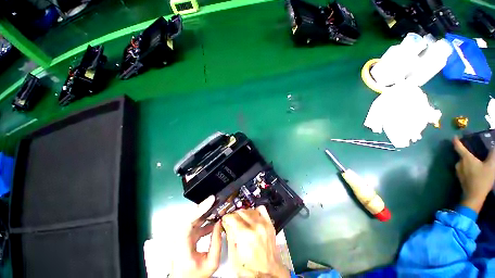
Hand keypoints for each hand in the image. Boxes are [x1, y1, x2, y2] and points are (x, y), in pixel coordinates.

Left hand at [171, 196, 221, 277]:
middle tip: (215, 201)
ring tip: (216, 209)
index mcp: (183, 246)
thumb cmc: (195, 275)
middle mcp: (179, 239)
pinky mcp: (185, 236)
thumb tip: (219, 223)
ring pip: (193, 219)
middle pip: (191, 217)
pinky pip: (195, 224)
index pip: (189, 221)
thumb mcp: (211, 262)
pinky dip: (204, 220)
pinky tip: (212, 221)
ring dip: (205, 213)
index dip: (200, 209)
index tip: (211, 200)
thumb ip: (217, 242)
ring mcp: (181, 237)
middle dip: (204, 207)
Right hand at [222, 206, 289, 277]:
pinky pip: (261, 209)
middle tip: (232, 222)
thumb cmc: (250, 269)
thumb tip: (226, 223)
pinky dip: (255, 211)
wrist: (268, 272)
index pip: (232, 217)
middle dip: (234, 215)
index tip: (225, 220)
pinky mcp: (269, 224)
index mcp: (245, 235)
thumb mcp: (234, 256)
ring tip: (241, 221)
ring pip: (249, 209)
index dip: (226, 218)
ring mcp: (264, 224)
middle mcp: (255, 227)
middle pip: (240, 211)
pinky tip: (252, 218)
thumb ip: (229, 236)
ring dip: (243, 213)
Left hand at [453, 136, 494, 212]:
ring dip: (468, 160)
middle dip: (467, 151)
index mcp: (465, 158)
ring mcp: (458, 170)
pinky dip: (468, 166)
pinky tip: (475, 169)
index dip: (456, 141)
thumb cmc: (482, 179)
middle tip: (474, 149)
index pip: (458, 146)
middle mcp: (459, 162)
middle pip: (461, 155)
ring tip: (477, 160)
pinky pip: (464, 168)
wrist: (474, 195)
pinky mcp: (459, 177)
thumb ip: (492, 155)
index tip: (454, 136)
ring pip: (463, 162)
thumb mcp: (491, 165)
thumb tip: (493, 146)